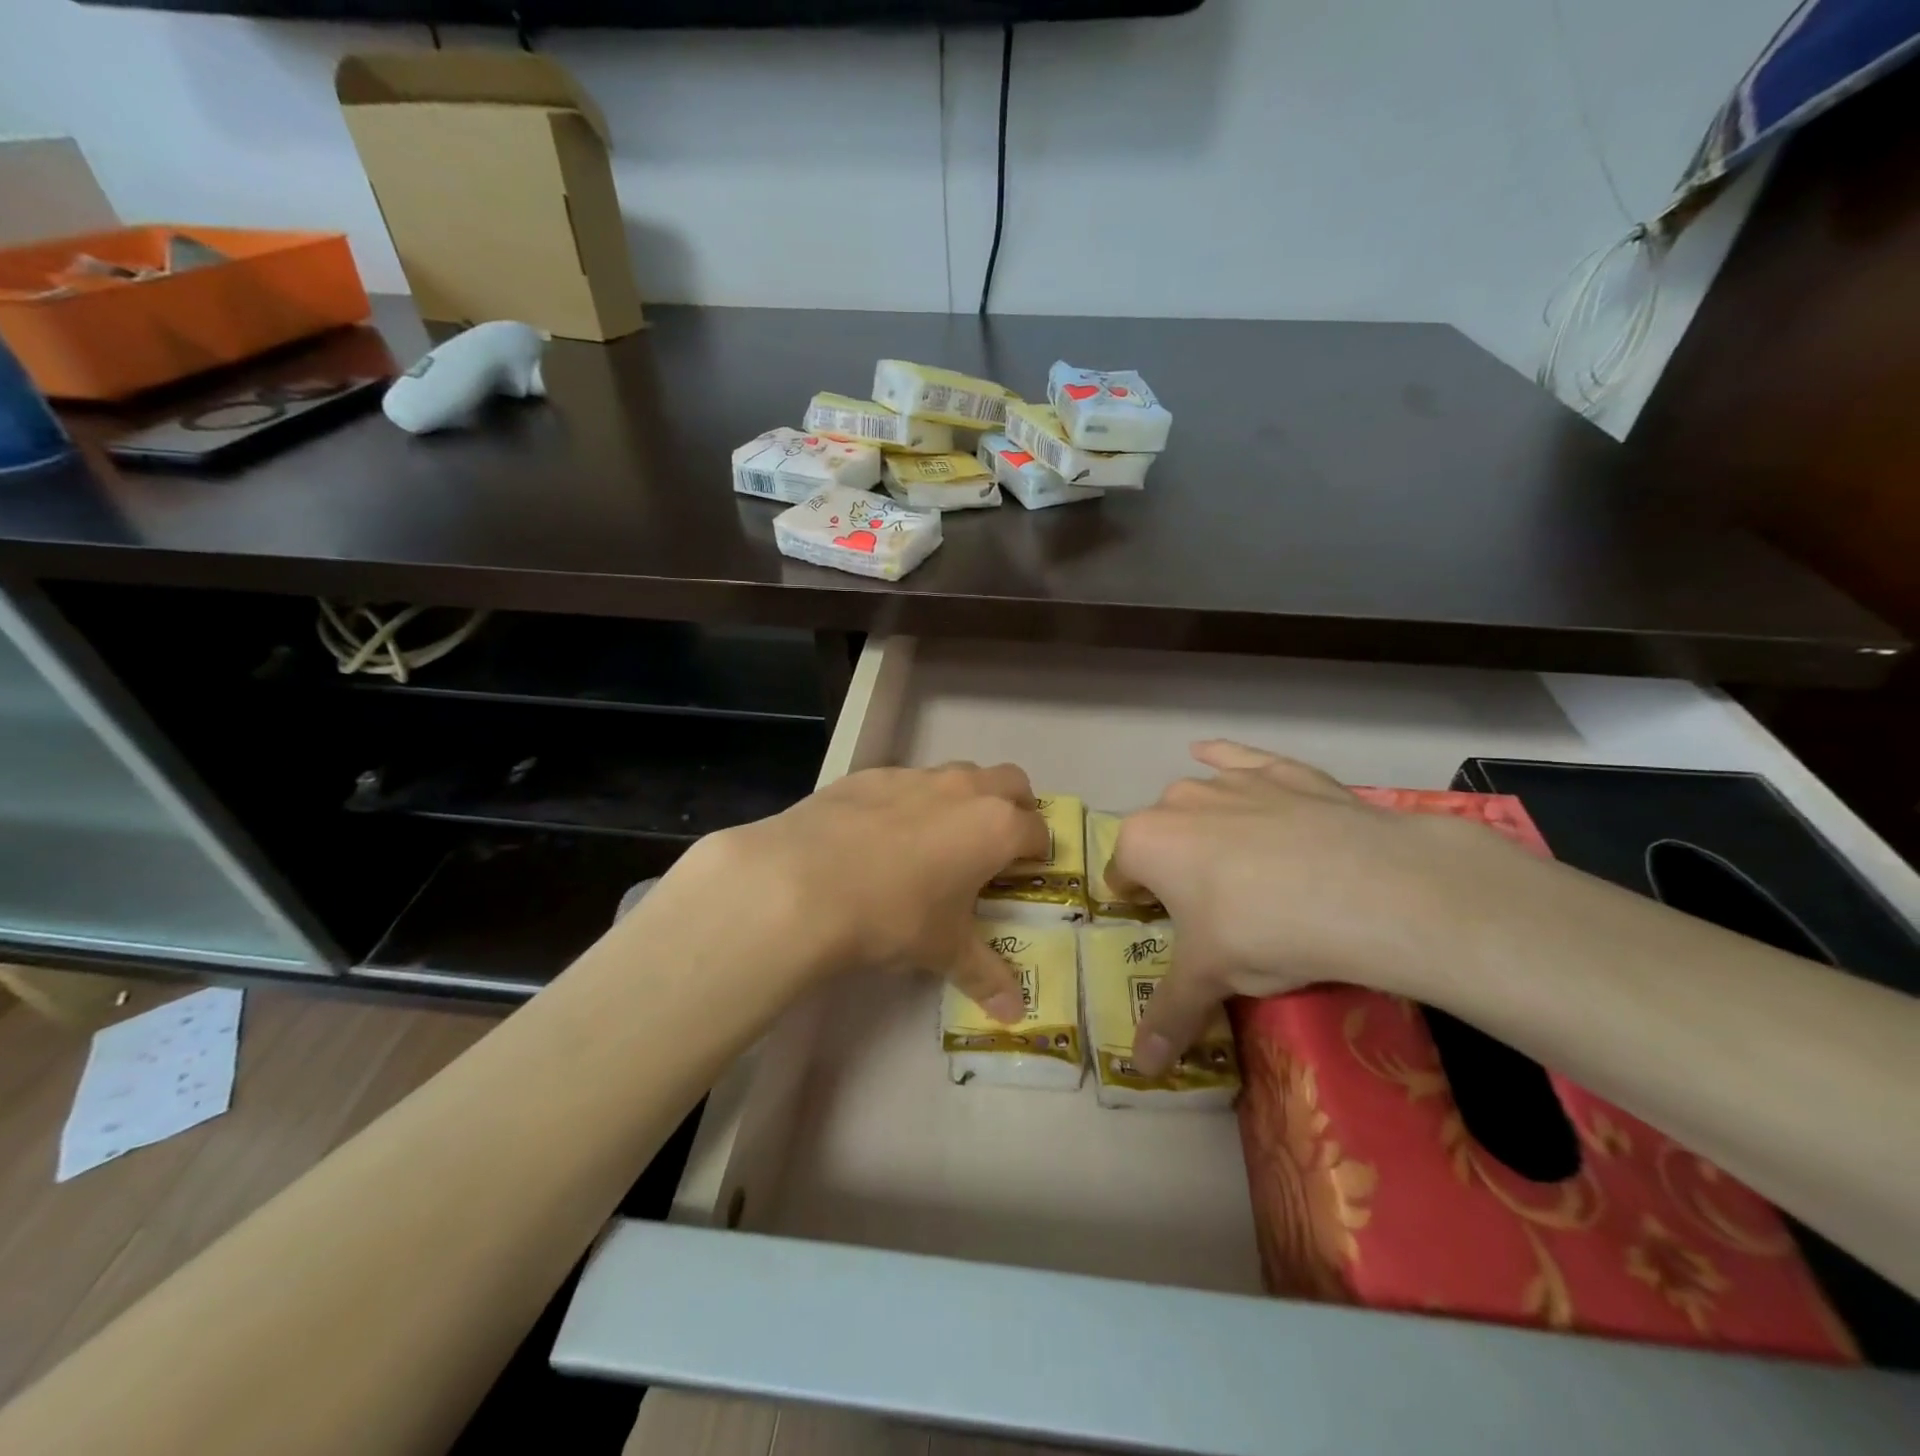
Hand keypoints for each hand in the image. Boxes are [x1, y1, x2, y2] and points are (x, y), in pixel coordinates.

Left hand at [678, 762, 1048, 1018]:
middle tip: (994, 845)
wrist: (803, 883)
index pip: (1037, 831)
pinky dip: (909, 801)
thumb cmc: (893, 917)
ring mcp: (914, 776)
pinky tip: (880, 835)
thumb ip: (985, 976)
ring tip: (937, 839)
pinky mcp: (869, 774)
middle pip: (1011, 782)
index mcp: (995, 827)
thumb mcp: (943, 950)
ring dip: (963, 799)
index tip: (1025, 873)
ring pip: (958, 774)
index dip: (1037, 853)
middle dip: (1014, 807)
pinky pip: (905, 781)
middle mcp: (963, 790)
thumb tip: (1014, 1015)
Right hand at [1110, 741, 1544, 1074]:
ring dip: (1202, 826)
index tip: (1161, 927)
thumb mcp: (1211, 980)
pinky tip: (1212, 753)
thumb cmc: (1263, 932)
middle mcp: (1177, 800)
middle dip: (1172, 868)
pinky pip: (1240, 759)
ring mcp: (1231, 780)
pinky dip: (1226, 759)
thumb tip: (1139, 1069)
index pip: (1121, 875)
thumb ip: (1168, 1016)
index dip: (1136, 904)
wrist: (1366, 888)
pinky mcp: (1281, 771)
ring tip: (1239, 867)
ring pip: (1198, 800)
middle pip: (1159, 837)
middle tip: (1210, 910)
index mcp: (1145, 842)